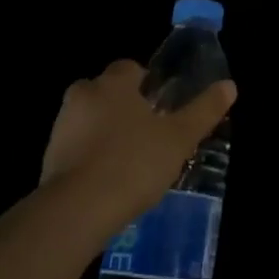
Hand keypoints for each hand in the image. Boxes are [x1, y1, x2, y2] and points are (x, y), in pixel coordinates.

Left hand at [42, 60, 236, 226]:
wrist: (77, 210)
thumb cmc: (133, 163)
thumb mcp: (179, 138)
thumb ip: (204, 110)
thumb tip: (230, 85)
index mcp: (113, 83)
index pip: (130, 68)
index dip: (147, 84)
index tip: (161, 108)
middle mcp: (83, 95)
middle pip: (107, 92)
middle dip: (124, 107)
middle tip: (149, 134)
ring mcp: (61, 126)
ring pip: (89, 119)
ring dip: (105, 133)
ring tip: (130, 162)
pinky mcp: (49, 157)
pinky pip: (76, 147)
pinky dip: (90, 157)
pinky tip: (108, 181)